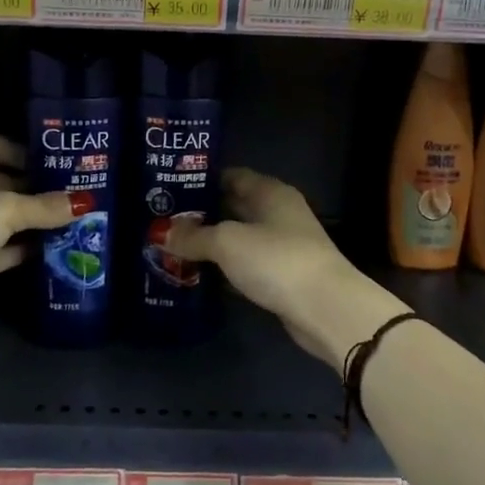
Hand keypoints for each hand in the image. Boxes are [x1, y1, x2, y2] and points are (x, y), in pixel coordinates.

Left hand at [0, 133, 78, 347]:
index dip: (18, 149)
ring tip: (71, 221)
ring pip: (1, 219)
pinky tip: (53, 250)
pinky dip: (22, 249)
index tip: (50, 161)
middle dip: (33, 188)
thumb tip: (84, 202)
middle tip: (72, 193)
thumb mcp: (3, 210)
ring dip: (31, 221)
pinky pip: (0, 250)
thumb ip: (43, 206)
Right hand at [165, 168, 402, 368]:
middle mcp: (278, 213)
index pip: (232, 175)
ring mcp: (281, 245)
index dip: (202, 179)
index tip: (169, 188)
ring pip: (238, 237)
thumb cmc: (276, 260)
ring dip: (211, 243)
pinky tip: (198, 274)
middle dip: (201, 213)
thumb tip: (160, 232)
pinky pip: (244, 264)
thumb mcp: (227, 242)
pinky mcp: (281, 276)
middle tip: (163, 219)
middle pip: (233, 206)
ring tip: (171, 245)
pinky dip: (224, 267)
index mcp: (270, 192)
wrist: (325, 308)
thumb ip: (194, 236)